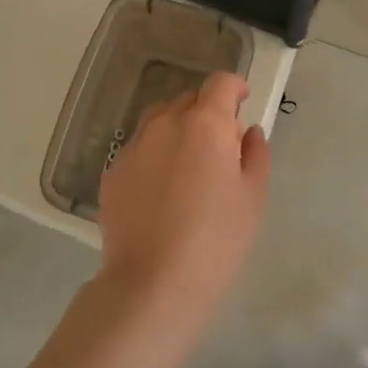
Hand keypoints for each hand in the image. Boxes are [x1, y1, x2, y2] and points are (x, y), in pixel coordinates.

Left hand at [97, 73, 271, 329]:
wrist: (153, 284)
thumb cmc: (216, 239)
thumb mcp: (253, 197)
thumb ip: (255, 154)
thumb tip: (247, 132)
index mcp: (205, 124)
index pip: (220, 83)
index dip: (235, 87)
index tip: (243, 101)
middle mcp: (165, 124)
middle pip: (188, 99)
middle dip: (207, 111)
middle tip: (220, 145)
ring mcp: (134, 147)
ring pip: (159, 120)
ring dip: (178, 128)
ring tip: (188, 164)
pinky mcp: (113, 172)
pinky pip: (140, 149)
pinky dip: (154, 155)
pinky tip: (161, 191)